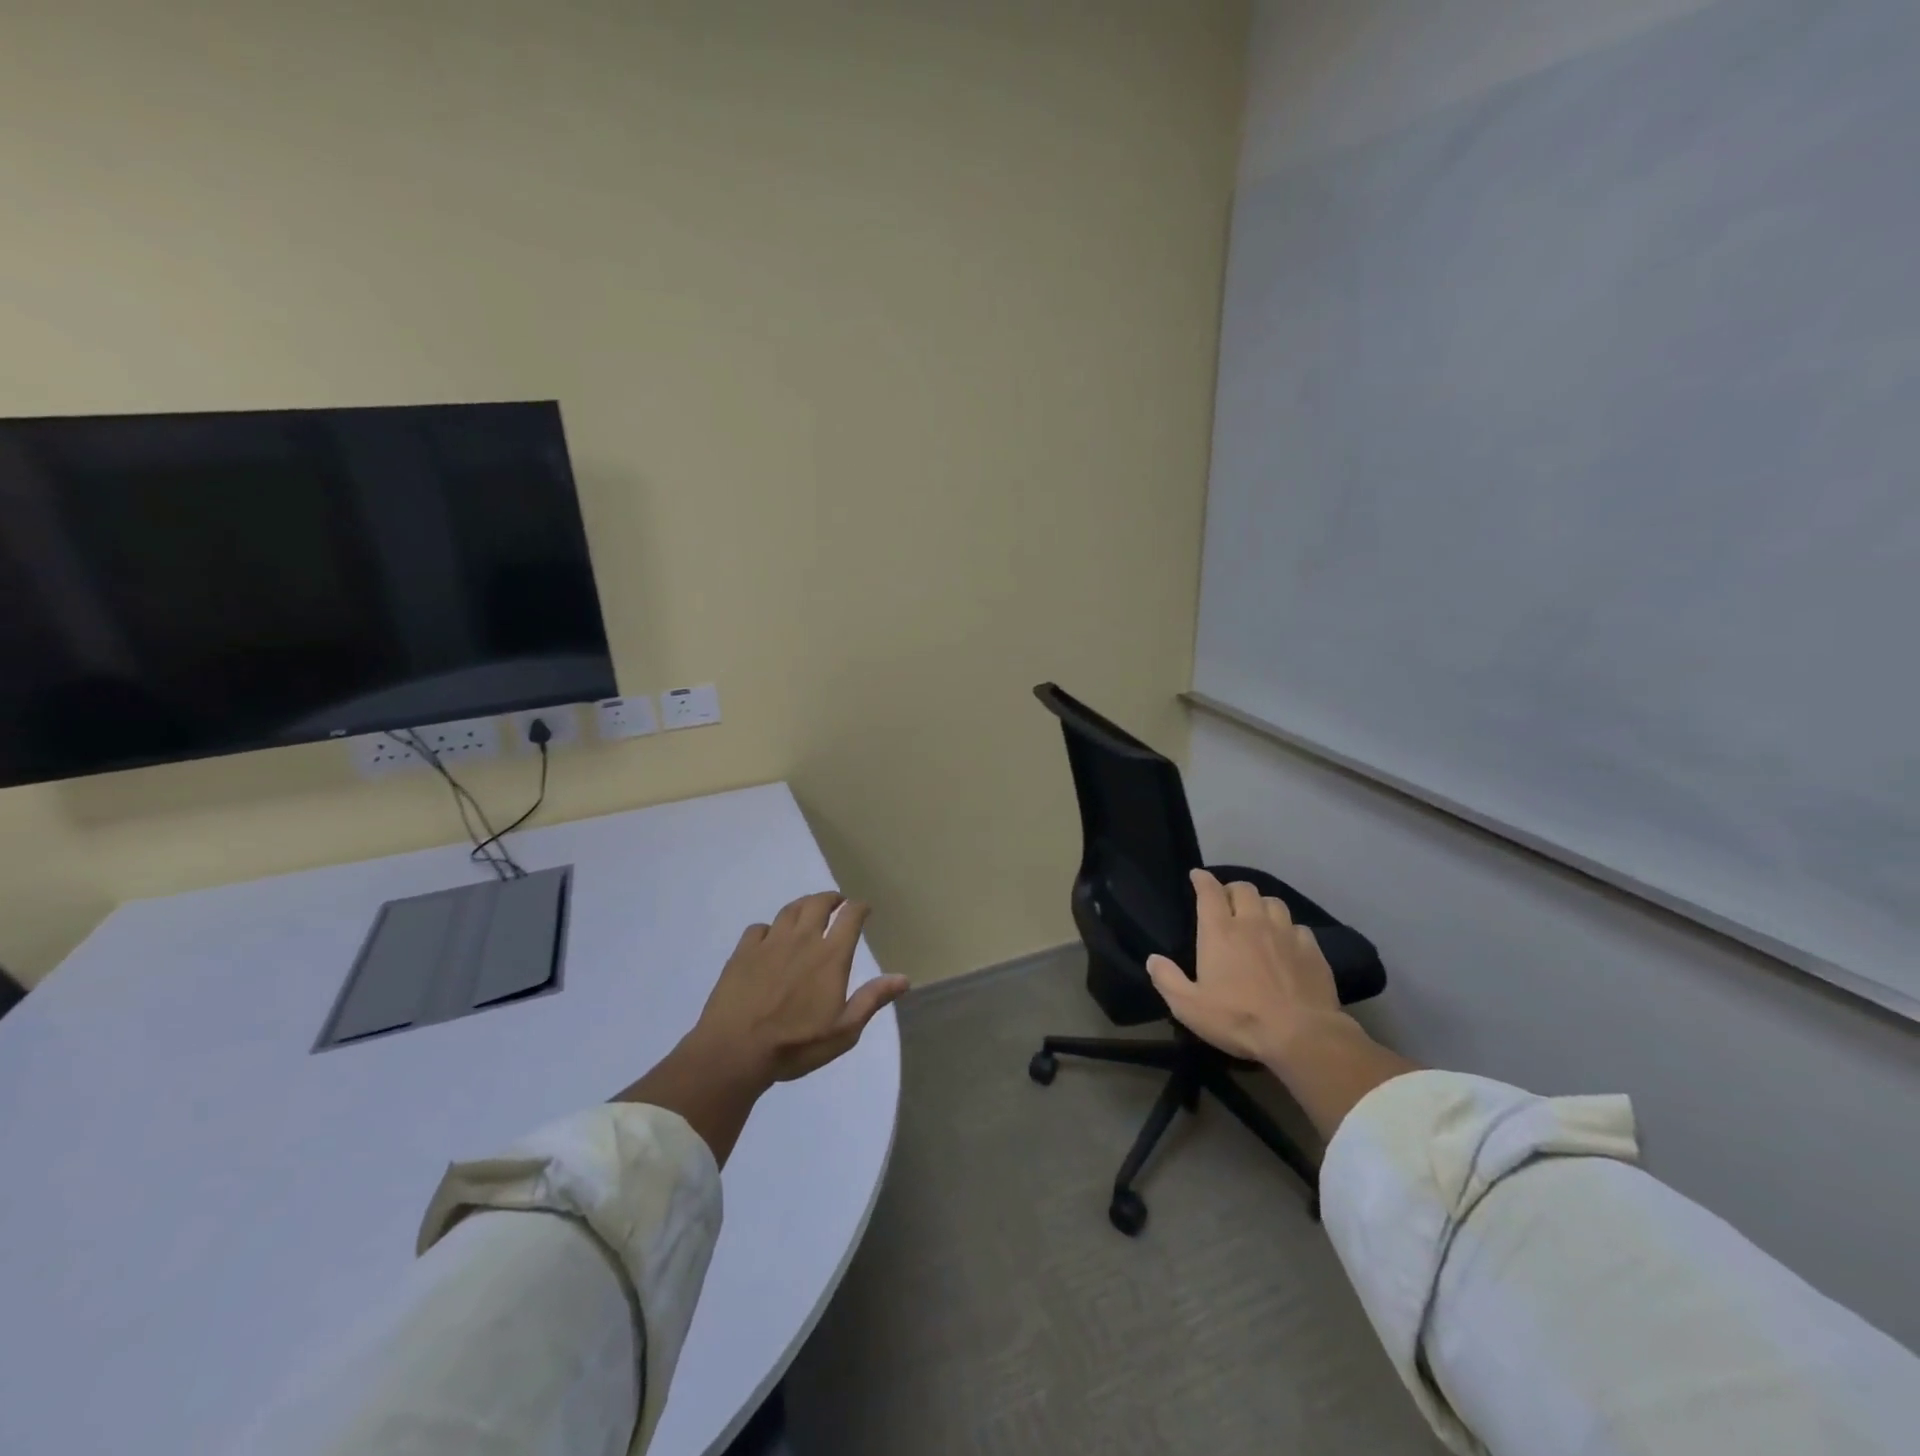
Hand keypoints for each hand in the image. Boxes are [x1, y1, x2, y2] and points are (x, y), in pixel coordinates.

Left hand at [691, 891, 909, 1083]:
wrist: (734, 1051)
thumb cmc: (795, 1044)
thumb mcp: (844, 1031)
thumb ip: (872, 999)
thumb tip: (904, 978)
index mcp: (830, 956)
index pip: (850, 916)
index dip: (859, 907)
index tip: (864, 908)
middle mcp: (802, 939)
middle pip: (818, 903)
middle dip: (831, 899)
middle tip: (837, 903)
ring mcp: (770, 942)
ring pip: (790, 909)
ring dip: (803, 905)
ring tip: (808, 911)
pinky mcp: (743, 952)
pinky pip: (759, 928)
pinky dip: (769, 928)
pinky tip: (769, 938)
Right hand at [1146, 869, 1347, 1064]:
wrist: (1301, 1035)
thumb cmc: (1238, 1018)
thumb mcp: (1189, 1007)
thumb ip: (1167, 980)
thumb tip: (1153, 959)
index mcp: (1220, 931)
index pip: (1209, 891)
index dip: (1202, 879)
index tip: (1197, 876)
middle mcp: (1253, 923)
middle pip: (1244, 889)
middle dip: (1232, 889)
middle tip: (1227, 901)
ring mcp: (1286, 934)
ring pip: (1274, 902)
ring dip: (1261, 905)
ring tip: (1258, 917)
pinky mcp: (1312, 950)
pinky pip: (1298, 927)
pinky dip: (1289, 929)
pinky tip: (1287, 943)